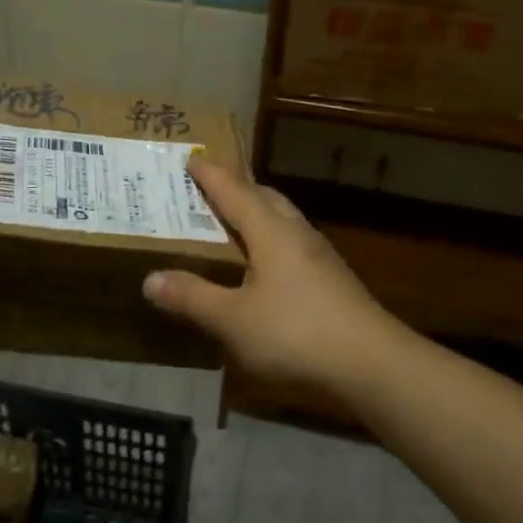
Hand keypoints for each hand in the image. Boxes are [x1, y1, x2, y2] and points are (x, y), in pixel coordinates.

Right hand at [142, 158, 408, 412]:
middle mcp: (297, 235)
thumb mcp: (233, 320)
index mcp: (272, 233)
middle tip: (209, 187)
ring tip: (233, 222)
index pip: (235, 192)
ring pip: (283, 220)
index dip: (211, 175)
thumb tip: (149, 279)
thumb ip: (192, 297)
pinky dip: (270, 240)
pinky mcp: (332, 281)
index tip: (192, 158)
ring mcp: (320, 258)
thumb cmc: (296, 334)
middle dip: (237, 186)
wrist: (373, 365)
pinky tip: (263, 265)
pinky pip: (292, 244)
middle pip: (266, 198)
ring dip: (257, 212)